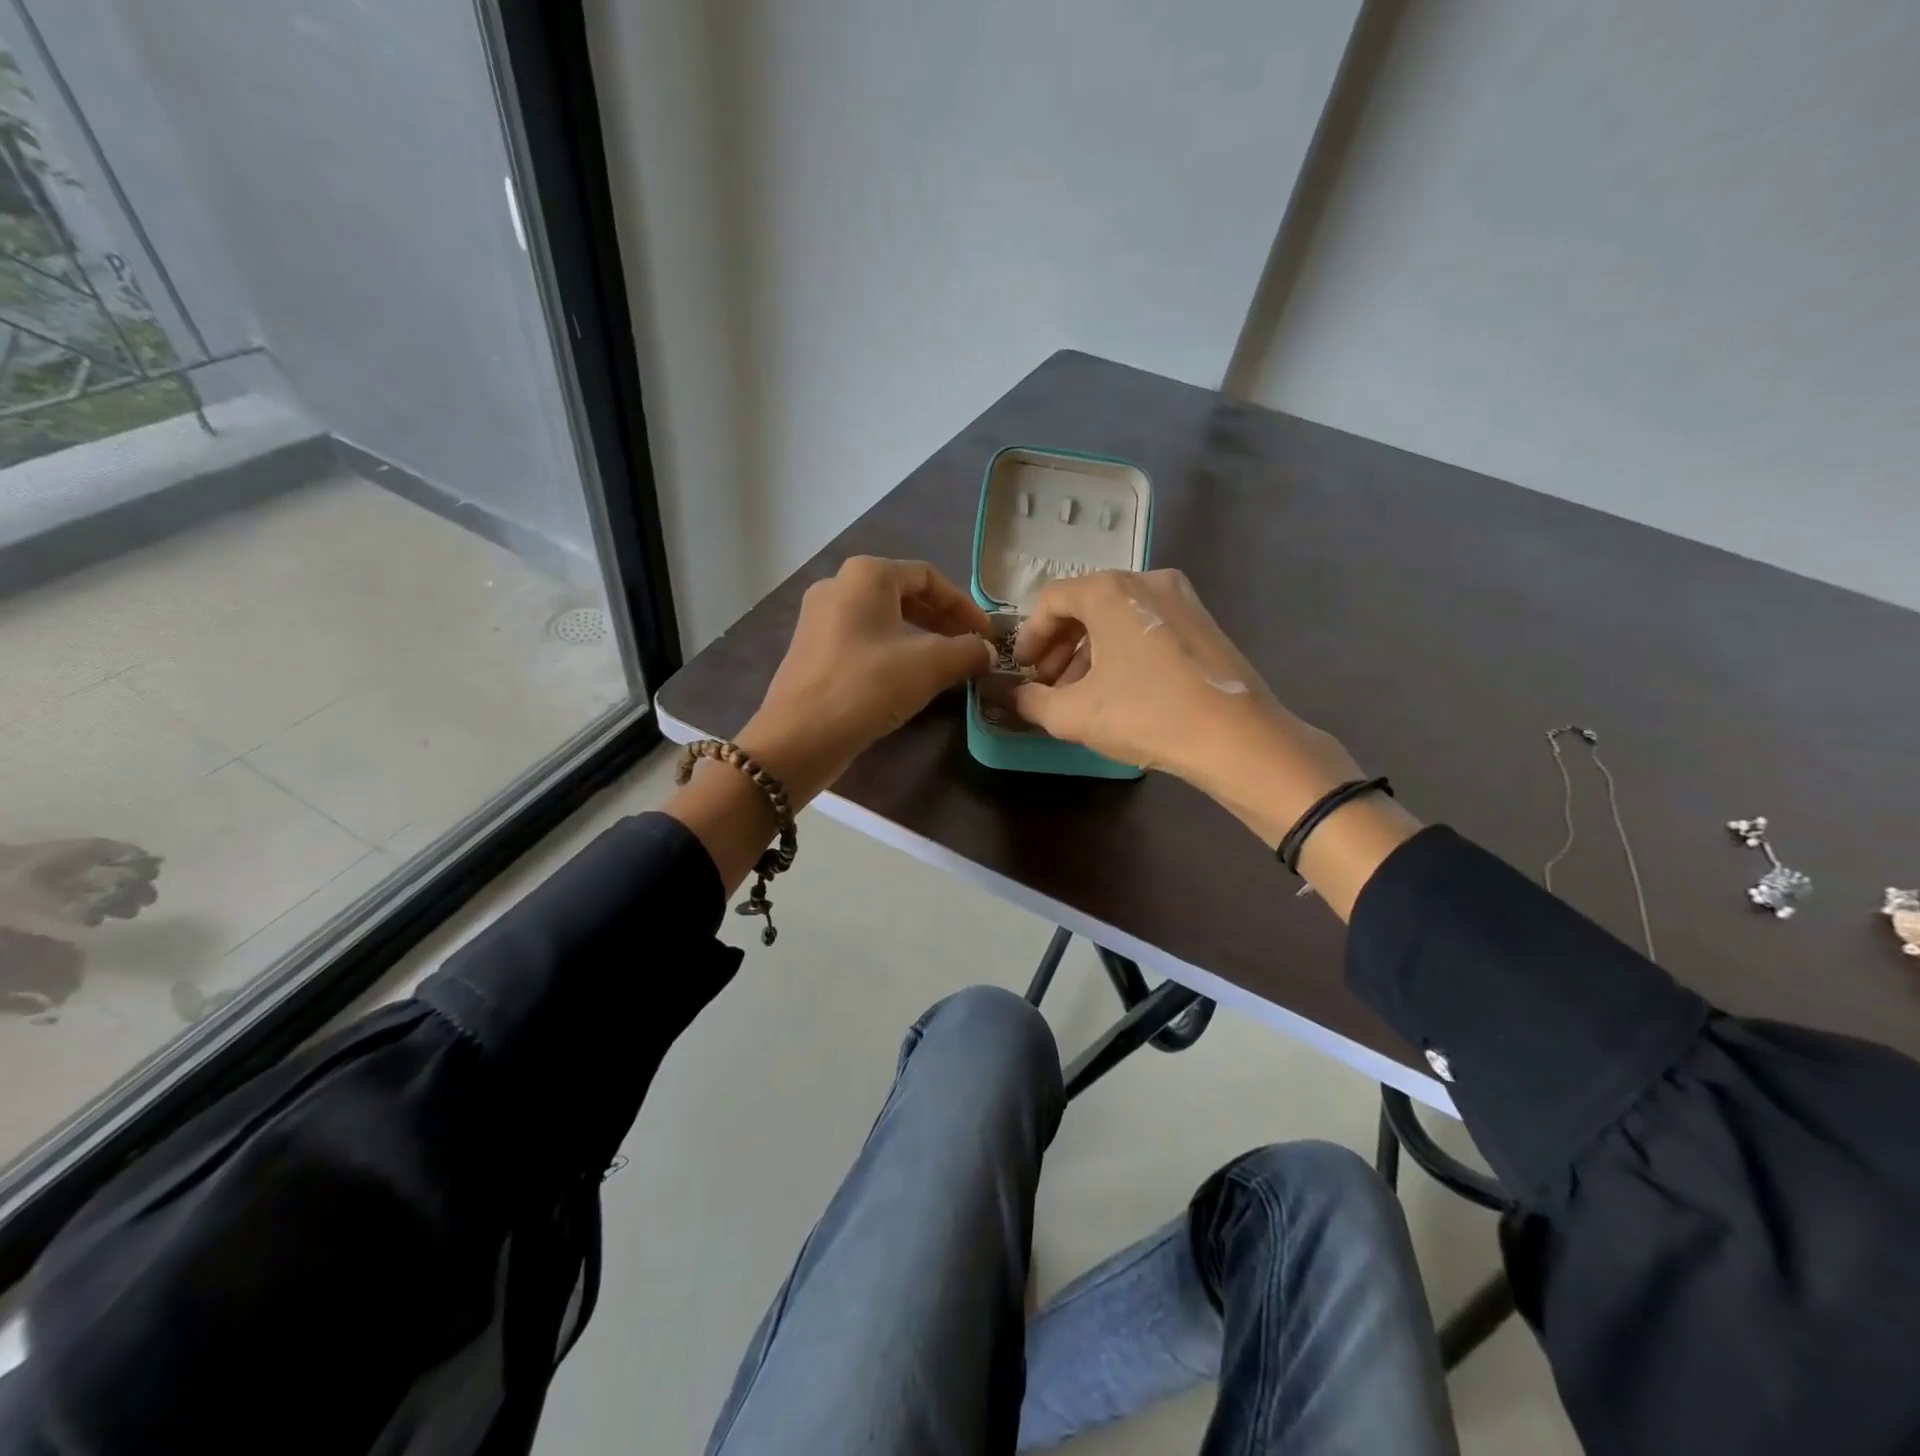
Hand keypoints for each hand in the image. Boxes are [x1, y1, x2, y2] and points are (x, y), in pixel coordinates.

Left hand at [737, 556, 992, 804]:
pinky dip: (892, 651)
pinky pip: (863, 640)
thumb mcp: (931, 665)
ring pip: (883, 619)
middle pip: (904, 594)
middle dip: (941, 620)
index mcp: (866, 575)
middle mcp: (838, 585)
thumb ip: (968, 651)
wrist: (800, 737)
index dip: (963, 605)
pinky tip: (908, 679)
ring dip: (919, 638)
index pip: (928, 576)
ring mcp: (819, 618)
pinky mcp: (811, 650)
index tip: (985, 634)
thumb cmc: (868, 686)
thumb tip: (986, 651)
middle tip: (968, 648)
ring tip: (944, 665)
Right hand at [1012, 569, 1365, 843]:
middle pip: (1086, 604)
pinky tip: (1123, 690)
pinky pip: (1147, 625)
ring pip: (1118, 616)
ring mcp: (1181, 598)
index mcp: (1109, 590)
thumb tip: (1012, 697)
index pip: (1052, 599)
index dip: (1030, 636)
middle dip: (1061, 646)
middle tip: (1050, 685)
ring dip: (1090, 651)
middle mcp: (1146, 579)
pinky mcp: (1204, 622)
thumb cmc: (1146, 714)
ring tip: (1083, 694)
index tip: (1025, 671)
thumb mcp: (1073, 715)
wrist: (1238, 737)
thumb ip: (1031, 701)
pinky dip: (1124, 650)